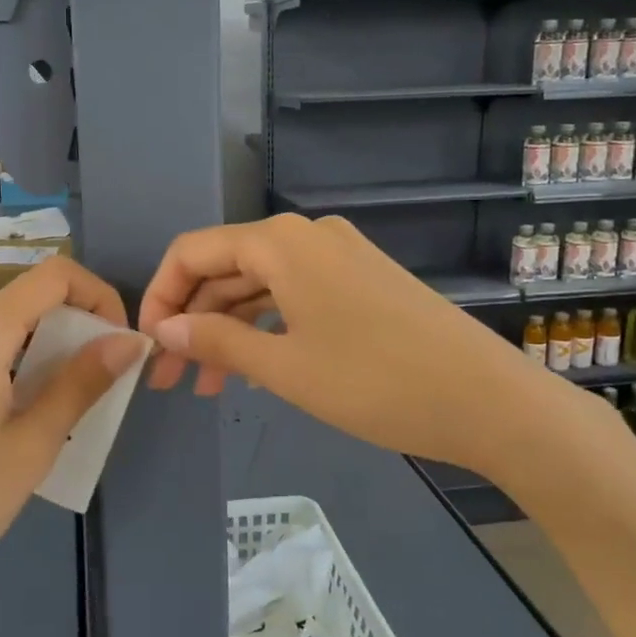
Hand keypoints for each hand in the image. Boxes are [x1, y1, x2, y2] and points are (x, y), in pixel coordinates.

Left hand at [0, 258, 145, 630]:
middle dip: (77, 327)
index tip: (120, 343)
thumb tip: (130, 339)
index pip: (52, 276)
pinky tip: (26, 417)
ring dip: (48, 352)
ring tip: (70, 405)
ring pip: (6, 329)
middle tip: (103, 382)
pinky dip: (18, 368)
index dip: (97, 295)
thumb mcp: (34, 443)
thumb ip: (83, 382)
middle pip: (28, 300)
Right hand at [139, 213, 569, 474]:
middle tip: (170, 380)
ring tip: (206, 386)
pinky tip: (253, 368)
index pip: (192, 252)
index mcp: (280, 243)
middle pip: (225, 269)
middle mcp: (307, 236)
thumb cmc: (375, 381)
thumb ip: (215, 339)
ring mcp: (338, 256)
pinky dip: (266, 328)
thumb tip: (162, 328)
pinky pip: (294, 296)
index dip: (159, 296)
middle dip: (191, 320)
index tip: (146, 346)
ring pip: (259, 286)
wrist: (488, 400)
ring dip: (227, 329)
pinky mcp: (361, 281)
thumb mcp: (283, 366)